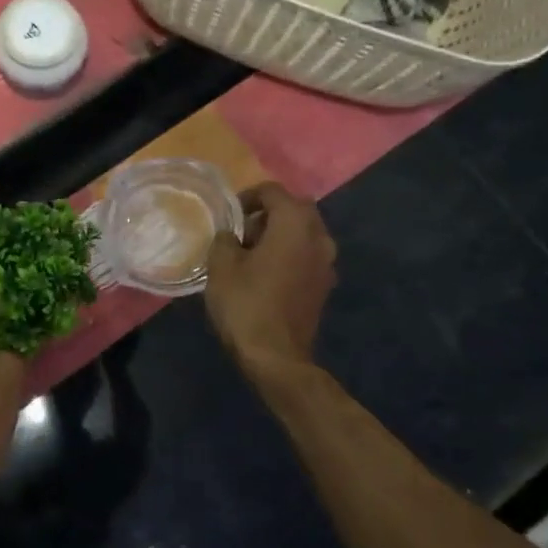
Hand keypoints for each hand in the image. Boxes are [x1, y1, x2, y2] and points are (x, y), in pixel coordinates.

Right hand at [205, 183, 336, 376]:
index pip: (273, 191)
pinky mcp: (325, 285)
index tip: (230, 215)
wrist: (276, 356)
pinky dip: (290, 254)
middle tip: (242, 231)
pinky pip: (308, 255)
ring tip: (253, 253)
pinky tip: (267, 274)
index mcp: (294, 224)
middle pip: (296, 208)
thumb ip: (225, 239)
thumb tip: (231, 236)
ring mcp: (327, 263)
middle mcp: (318, 237)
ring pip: (305, 232)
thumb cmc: (245, 304)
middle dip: (269, 213)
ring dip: (282, 234)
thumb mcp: (221, 266)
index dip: (248, 196)